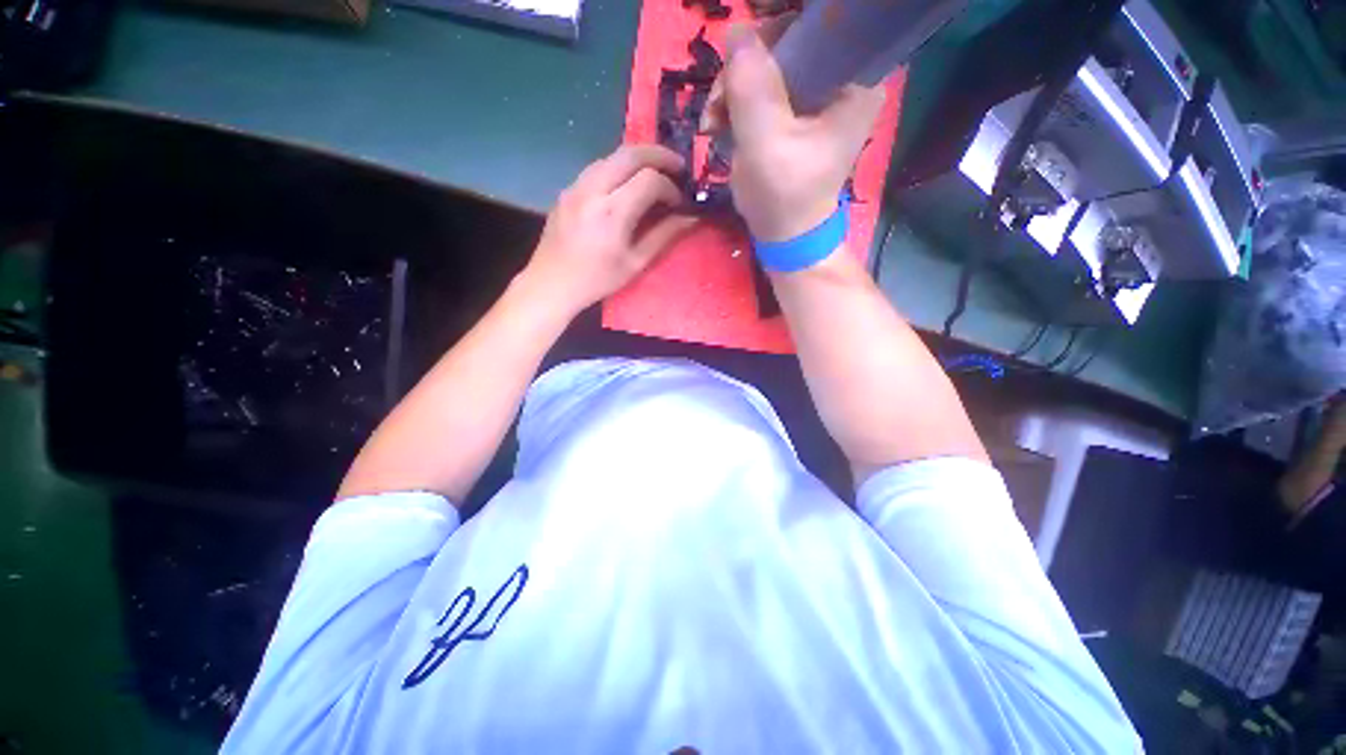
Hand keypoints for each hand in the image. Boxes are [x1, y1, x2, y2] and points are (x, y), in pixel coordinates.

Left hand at [522, 145, 696, 312]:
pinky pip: (597, 167)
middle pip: (630, 153)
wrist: (551, 283)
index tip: (679, 202)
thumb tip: (691, 218)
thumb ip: (664, 236)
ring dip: (637, 158)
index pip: (650, 180)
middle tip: (678, 166)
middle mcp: (593, 189)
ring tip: (655, 172)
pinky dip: (618, 168)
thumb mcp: (635, 263)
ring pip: (612, 155)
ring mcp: (576, 186)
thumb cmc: (597, 280)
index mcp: (612, 212)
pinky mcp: (567, 189)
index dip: (670, 187)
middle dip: (659, 155)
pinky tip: (626, 184)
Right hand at [703, 24, 884, 242]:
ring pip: (770, 63)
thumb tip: (736, 30)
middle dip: (746, 66)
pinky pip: (763, 86)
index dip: (776, 28)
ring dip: (733, 87)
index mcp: (853, 82)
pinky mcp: (795, 111)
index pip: (821, 24)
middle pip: (790, 41)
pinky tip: (719, 123)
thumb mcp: (766, 144)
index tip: (741, 52)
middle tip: (718, 101)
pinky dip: (736, 100)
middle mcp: (841, 79)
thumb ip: (752, 88)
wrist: (784, 235)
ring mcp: (816, 95)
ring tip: (713, 121)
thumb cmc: (784, 197)